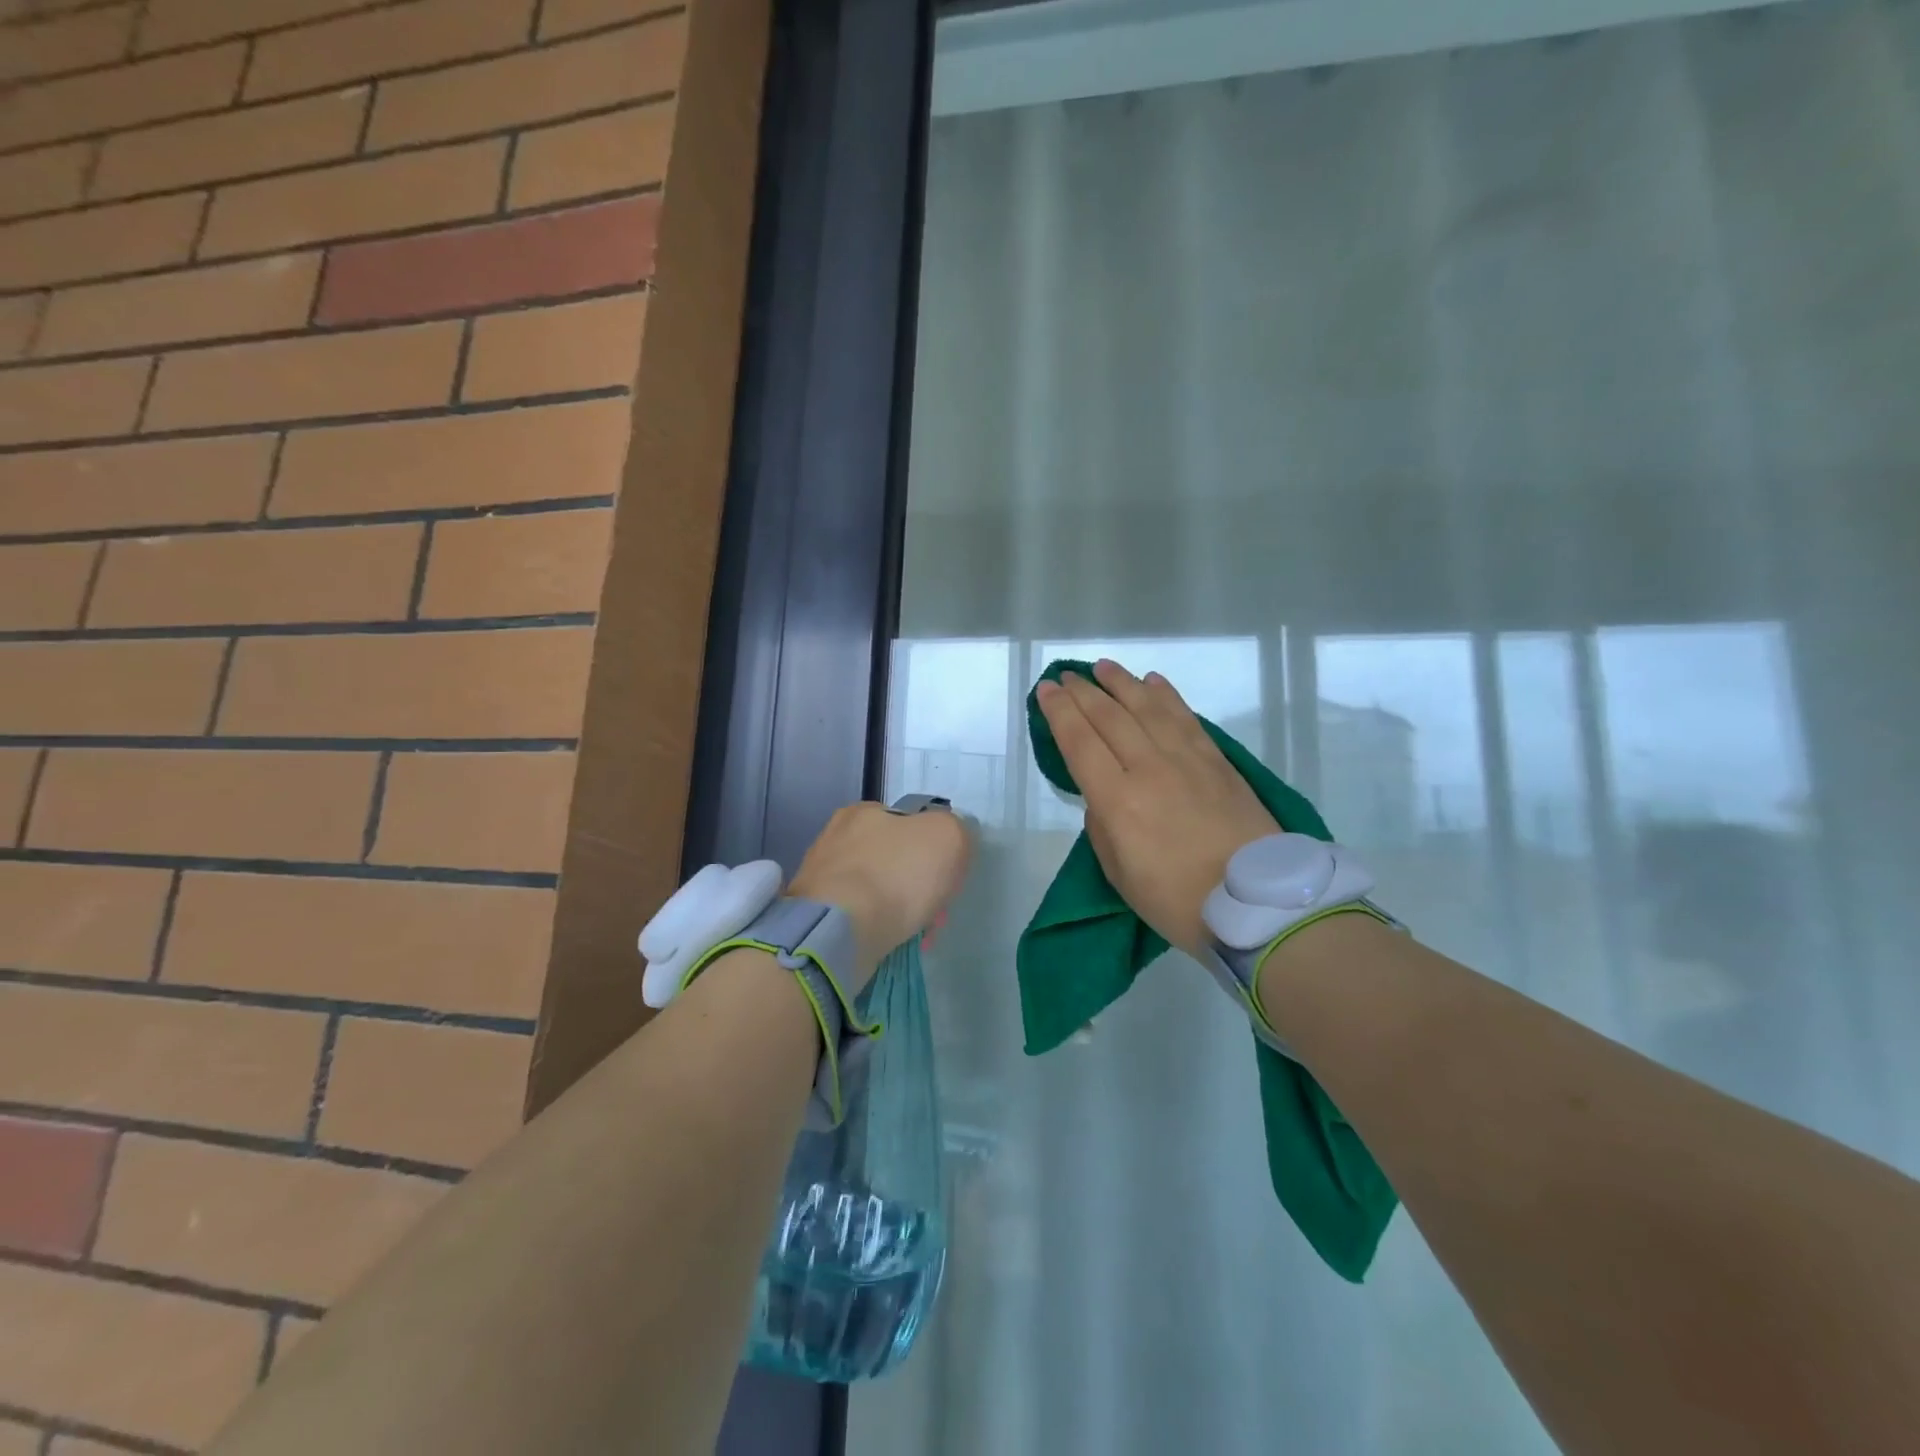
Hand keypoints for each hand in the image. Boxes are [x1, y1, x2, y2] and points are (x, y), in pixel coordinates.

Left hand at [788, 802, 973, 990]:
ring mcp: (821, 878)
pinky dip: (876, 928)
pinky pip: (857, 918)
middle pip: (894, 860)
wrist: (840, 931)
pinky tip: (888, 942)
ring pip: (876, 891)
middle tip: (933, 913)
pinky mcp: (815, 915)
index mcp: (863, 811)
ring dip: (899, 910)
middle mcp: (836, 837)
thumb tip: (951, 841)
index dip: (934, 851)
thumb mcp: (947, 837)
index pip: (910, 824)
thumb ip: (956, 830)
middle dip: (917, 886)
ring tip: (915, 935)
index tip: (945, 879)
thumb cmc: (896, 875)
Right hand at [1036, 660, 1278, 960]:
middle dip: (1084, 692)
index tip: (1046, 690)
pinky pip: (1186, 718)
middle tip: (1068, 676)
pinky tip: (1154, 682)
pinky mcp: (1218, 761)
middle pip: (1110, 718)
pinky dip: (1167, 696)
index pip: (1080, 742)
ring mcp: (1187, 760)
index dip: (1059, 712)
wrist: (1257, 905)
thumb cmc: (1178, 901)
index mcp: (1118, 800)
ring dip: (1122, 684)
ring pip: (1148, 708)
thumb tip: (1101, 794)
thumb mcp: (1120, 874)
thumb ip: (1102, 827)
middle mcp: (1149, 768)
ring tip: (1104, 668)